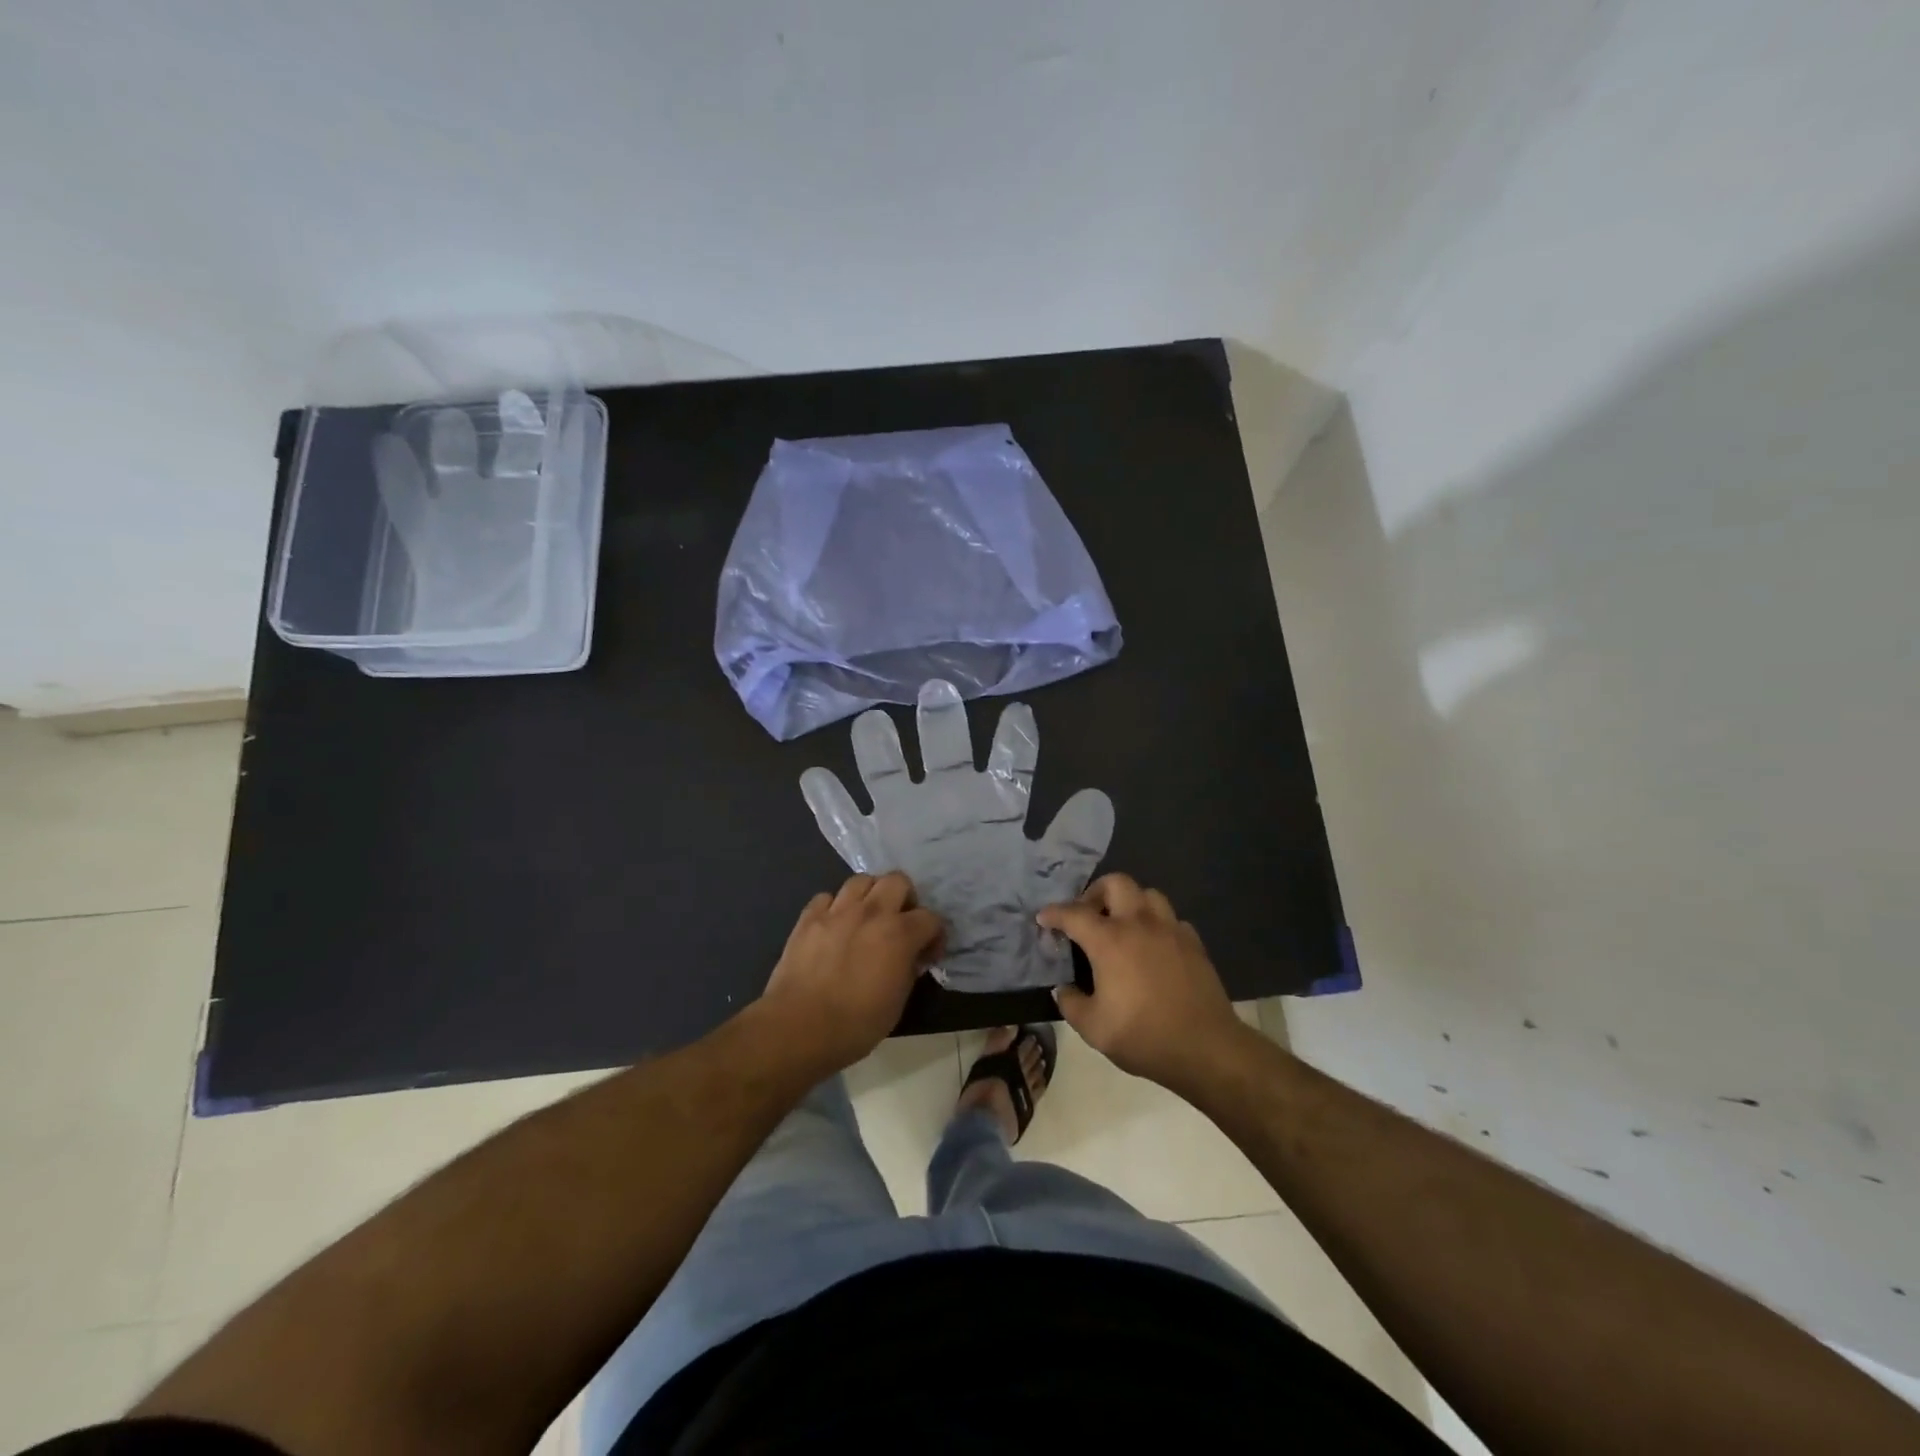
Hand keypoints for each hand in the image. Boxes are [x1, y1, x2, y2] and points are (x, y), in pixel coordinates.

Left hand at [756, 873, 943, 1075]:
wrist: (799, 1027)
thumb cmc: (855, 1024)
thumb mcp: (897, 1003)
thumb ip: (909, 970)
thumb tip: (911, 958)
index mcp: (899, 934)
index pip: (931, 918)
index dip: (934, 935)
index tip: (928, 953)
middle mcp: (871, 912)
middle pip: (898, 880)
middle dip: (905, 898)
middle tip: (899, 922)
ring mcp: (837, 911)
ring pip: (861, 880)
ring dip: (870, 894)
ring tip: (867, 917)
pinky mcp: (809, 917)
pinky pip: (826, 897)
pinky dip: (834, 907)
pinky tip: (834, 926)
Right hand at [1038, 874, 1246, 1091]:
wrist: (1206, 1048)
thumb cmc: (1144, 1036)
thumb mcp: (1094, 1029)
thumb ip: (1071, 1003)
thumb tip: (1063, 989)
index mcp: (1110, 941)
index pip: (1074, 913)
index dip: (1054, 913)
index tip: (1043, 918)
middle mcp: (1139, 924)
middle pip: (1116, 883)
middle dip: (1095, 892)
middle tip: (1088, 915)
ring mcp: (1170, 930)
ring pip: (1148, 894)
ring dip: (1130, 902)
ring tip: (1122, 925)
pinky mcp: (1194, 943)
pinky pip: (1171, 919)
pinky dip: (1157, 924)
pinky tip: (1153, 946)